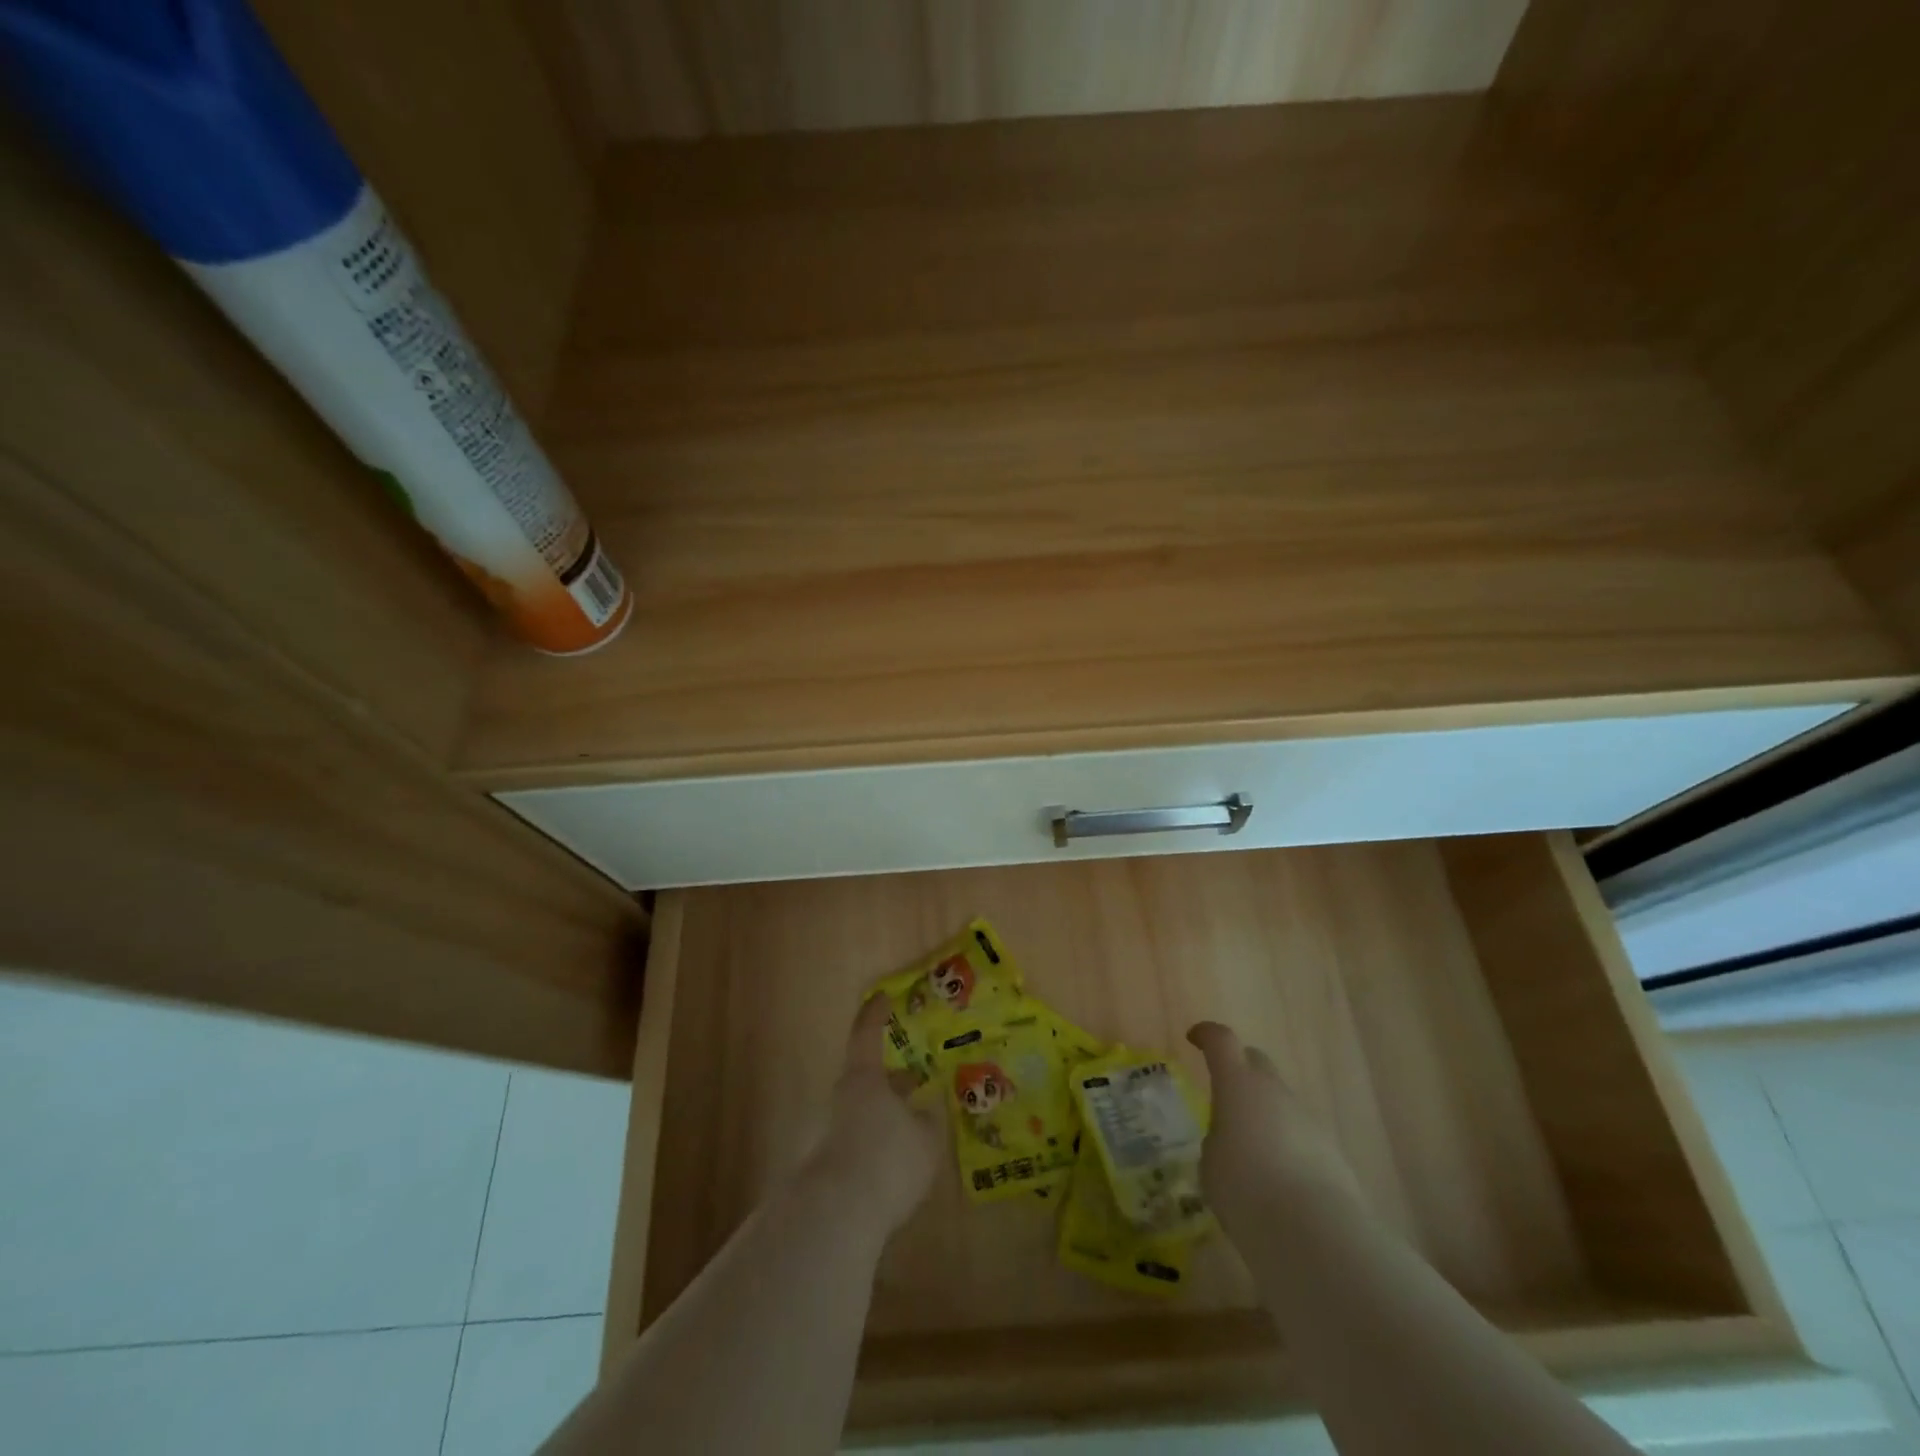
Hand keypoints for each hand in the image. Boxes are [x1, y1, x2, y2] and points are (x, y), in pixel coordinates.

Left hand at [799, 996, 942, 1232]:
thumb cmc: (887, 1160)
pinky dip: (877, 1143)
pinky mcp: (826, 1164)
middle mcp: (843, 1098)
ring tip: (914, 1127)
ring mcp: (830, 1131)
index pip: (867, 1034)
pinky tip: (896, 1164)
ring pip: (865, 1111)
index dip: (876, 1014)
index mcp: (865, 1078)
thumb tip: (925, 1111)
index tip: (882, 997)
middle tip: (915, 1080)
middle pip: (868, 1078)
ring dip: (886, 1114)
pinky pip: (858, 1142)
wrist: (835, 1217)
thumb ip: (927, 1121)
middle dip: (892, 1080)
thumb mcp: (926, 1140)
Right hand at [1187, 1021, 1362, 1228]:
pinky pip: (1299, 1134)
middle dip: (1239, 1069)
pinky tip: (1277, 1178)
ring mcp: (1307, 1119)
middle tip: (1224, 1093)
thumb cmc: (1246, 1189)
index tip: (1194, 1039)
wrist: (1316, 1232)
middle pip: (1256, 1062)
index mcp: (1237, 1083)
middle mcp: (1274, 1091)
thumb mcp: (1211, 1163)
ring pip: (1280, 1102)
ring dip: (1263, 1113)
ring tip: (1249, 1150)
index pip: (1221, 1040)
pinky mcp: (1330, 1151)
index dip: (1206, 1035)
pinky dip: (1285, 1144)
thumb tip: (1230, 1140)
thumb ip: (1217, 1140)